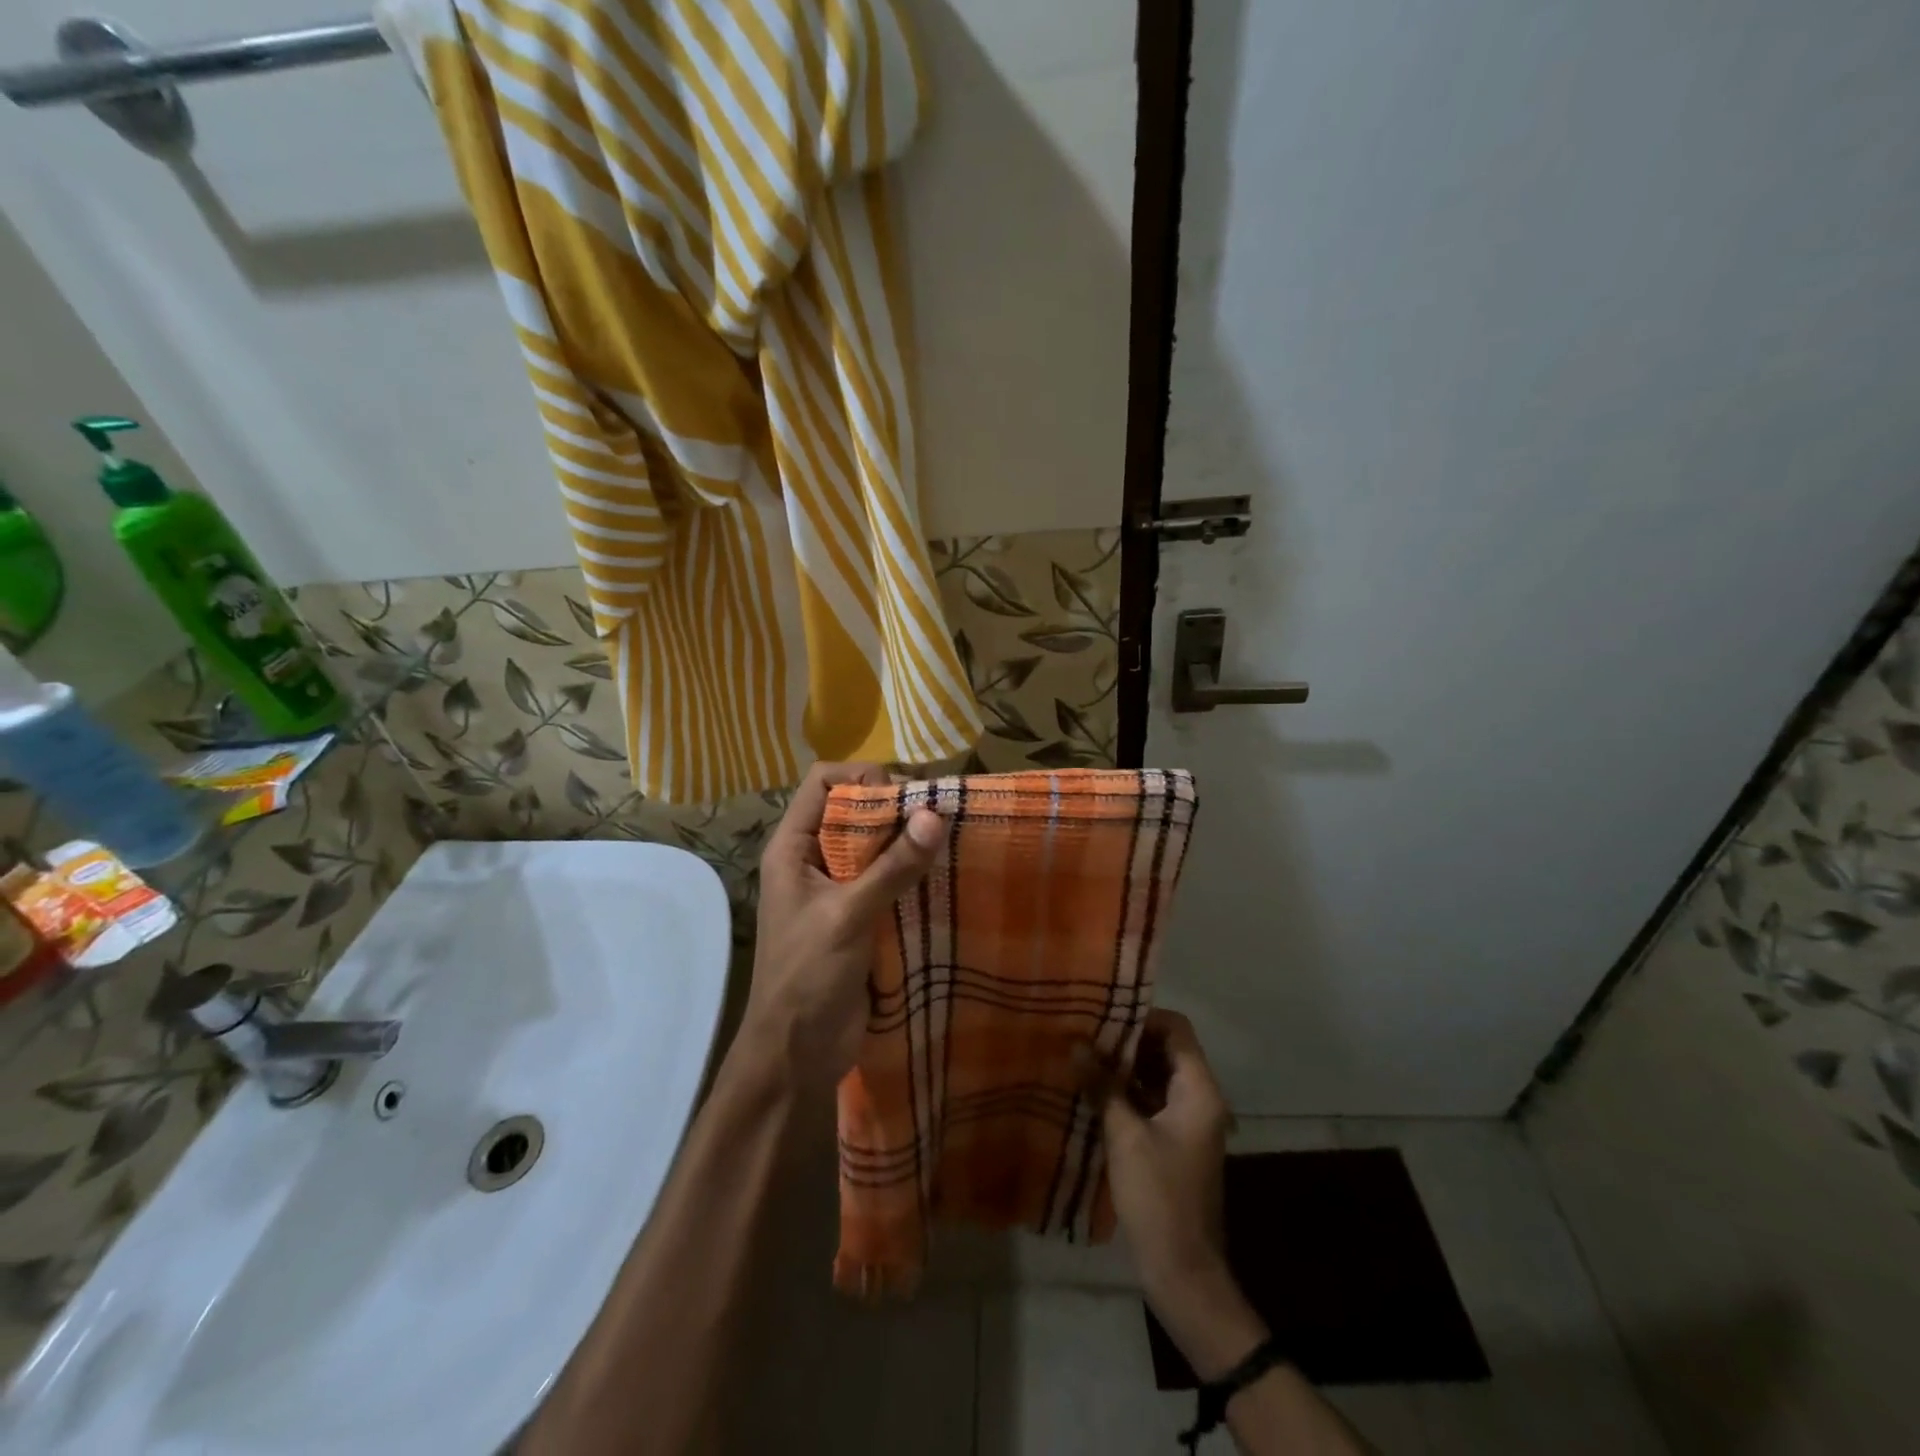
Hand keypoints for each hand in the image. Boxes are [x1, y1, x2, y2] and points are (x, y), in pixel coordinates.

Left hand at [741, 762, 945, 1091]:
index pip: (824, 782)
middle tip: (939, 819)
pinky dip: (915, 873)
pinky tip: (946, 876)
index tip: (904, 796)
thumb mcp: (849, 916)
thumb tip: (935, 815)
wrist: (796, 1054)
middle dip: (896, 809)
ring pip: (877, 845)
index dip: (862, 777)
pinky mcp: (861, 915)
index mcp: (794, 847)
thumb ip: (891, 867)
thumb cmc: (807, 977)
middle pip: (856, 809)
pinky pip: (890, 879)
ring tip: (951, 842)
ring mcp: (839, 888)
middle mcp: (814, 858)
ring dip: (910, 843)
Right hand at [1096, 1010, 1234, 1306]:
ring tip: (1083, 1057)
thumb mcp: (1125, 1136)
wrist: (1183, 1271)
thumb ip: (1103, 1086)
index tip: (1104, 1016)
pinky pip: (1152, 1100)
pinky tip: (1093, 1091)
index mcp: (1199, 1091)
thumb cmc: (1158, 1197)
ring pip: (1157, 1075)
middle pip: (1167, 1049)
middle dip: (1128, 1040)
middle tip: (1086, 1034)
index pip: (1177, 1029)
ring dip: (1124, 1067)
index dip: (1143, 1017)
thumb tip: (1076, 1045)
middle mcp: (1200, 1099)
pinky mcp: (1174, 1141)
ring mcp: (1188, 1122)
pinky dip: (1127, 1091)